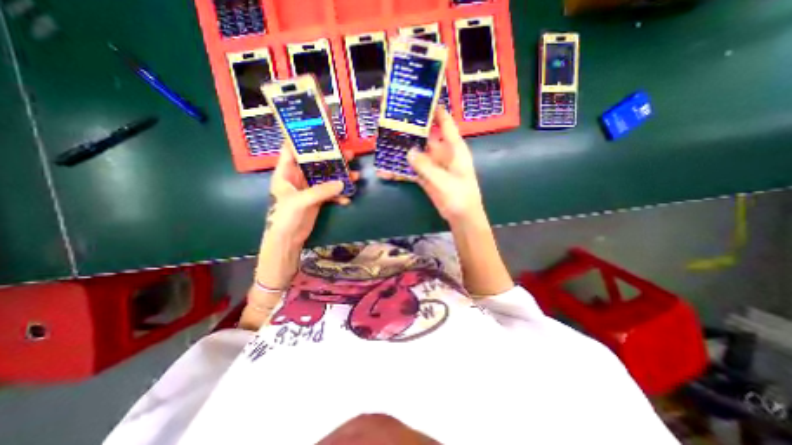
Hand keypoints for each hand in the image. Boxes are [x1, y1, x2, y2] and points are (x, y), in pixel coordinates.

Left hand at [264, 143, 361, 246]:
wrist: (288, 239)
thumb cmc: (285, 216)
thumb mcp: (301, 201)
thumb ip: (321, 191)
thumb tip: (343, 183)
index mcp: (286, 172)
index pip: (292, 150)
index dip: (303, 140)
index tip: (320, 132)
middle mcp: (298, 177)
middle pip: (316, 163)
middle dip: (332, 158)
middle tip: (349, 154)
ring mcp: (309, 189)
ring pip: (327, 178)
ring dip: (340, 177)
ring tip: (355, 175)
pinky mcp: (317, 199)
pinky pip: (330, 193)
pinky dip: (339, 195)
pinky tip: (347, 198)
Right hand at [378, 108, 482, 225]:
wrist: (461, 217)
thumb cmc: (460, 196)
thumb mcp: (444, 180)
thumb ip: (426, 166)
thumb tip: (408, 152)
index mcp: (453, 148)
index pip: (445, 123)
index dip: (435, 110)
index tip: (419, 100)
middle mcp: (442, 153)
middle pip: (424, 137)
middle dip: (409, 132)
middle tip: (390, 125)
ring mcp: (433, 166)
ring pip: (415, 155)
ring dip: (400, 153)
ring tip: (382, 149)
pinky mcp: (426, 178)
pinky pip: (411, 171)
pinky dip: (400, 172)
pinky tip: (386, 173)